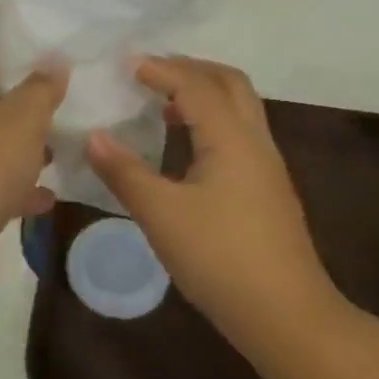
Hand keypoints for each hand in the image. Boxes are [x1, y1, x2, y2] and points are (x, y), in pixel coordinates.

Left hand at [0, 28, 65, 290]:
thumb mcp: (20, 119)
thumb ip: (40, 90)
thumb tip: (53, 60)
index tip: (13, 18)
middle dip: (20, 91)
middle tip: (62, 81)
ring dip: (26, 144)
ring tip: (66, 136)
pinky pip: (2, 190)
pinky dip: (24, 190)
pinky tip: (51, 194)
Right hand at [84, 56, 343, 336]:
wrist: (285, 315)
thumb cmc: (219, 258)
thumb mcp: (160, 214)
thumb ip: (124, 172)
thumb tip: (93, 136)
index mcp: (231, 138)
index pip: (195, 85)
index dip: (161, 69)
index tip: (125, 64)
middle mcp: (255, 141)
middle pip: (230, 83)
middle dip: (190, 69)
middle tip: (151, 73)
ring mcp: (267, 166)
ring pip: (240, 108)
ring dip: (204, 94)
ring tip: (163, 105)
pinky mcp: (268, 189)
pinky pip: (239, 133)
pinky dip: (211, 121)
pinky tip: (186, 148)